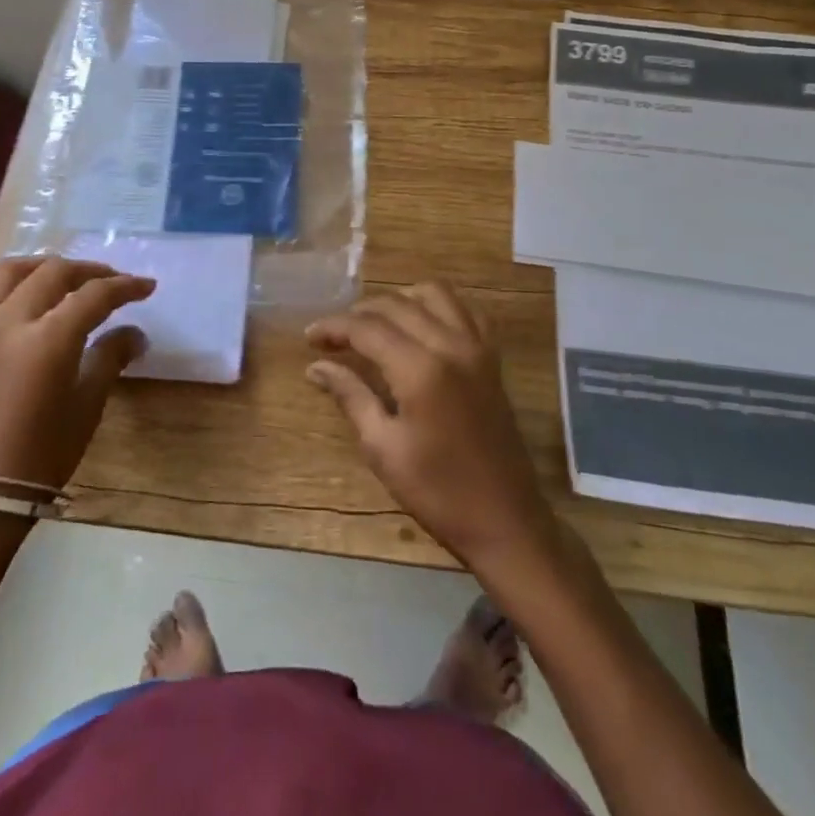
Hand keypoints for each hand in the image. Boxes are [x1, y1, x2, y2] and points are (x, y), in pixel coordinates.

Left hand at [0, 257, 155, 490]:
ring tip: (57, 276)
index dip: (124, 286)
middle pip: (52, 274)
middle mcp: (8, 324)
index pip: (94, 295)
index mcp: (48, 339)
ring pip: (2, 275)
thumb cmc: (42, 456)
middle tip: (110, 281)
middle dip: (88, 271)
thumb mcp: (87, 406)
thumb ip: (110, 358)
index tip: (146, 286)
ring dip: (36, 267)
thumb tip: (135, 334)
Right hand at [305, 282, 556, 572]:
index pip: (367, 328)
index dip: (334, 327)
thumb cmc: (438, 492)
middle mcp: (451, 344)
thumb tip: (317, 366)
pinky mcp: (492, 358)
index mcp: (420, 369)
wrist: (505, 521)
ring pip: (434, 294)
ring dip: (399, 300)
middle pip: (397, 305)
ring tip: (375, 325)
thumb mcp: (383, 448)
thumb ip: (351, 396)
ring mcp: (477, 347)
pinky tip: (421, 326)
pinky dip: (438, 307)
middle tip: (333, 337)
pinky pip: (465, 310)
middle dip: (359, 313)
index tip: (309, 337)